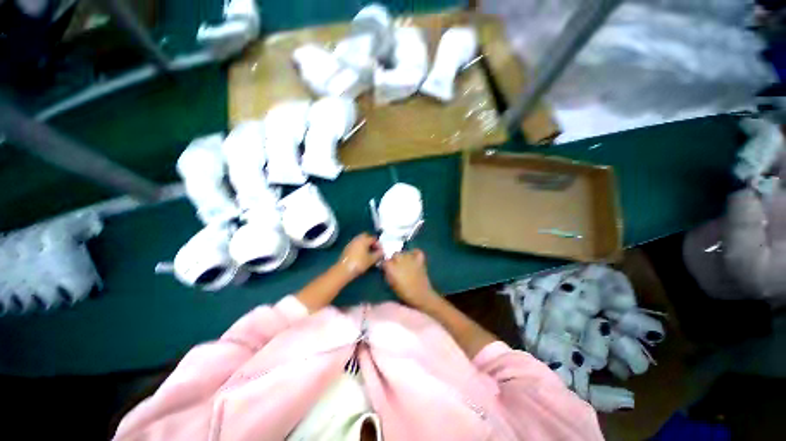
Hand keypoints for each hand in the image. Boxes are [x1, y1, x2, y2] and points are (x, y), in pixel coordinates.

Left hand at [339, 233, 383, 277]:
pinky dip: (360, 247)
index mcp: (364, 239)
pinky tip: (362, 255)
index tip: (381, 251)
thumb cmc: (359, 263)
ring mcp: (351, 242)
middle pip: (366, 236)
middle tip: (375, 249)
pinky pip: (356, 244)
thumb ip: (378, 254)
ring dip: (365, 244)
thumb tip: (382, 251)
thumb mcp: (371, 259)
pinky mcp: (347, 247)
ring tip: (369, 252)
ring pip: (361, 240)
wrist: (344, 269)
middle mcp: (357, 238)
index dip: (379, 244)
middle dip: (371, 242)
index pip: (374, 238)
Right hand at [382, 249, 438, 308]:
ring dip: (404, 257)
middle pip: (395, 255)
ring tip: (406, 264)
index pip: (385, 261)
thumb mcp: (391, 284)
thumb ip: (388, 273)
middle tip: (397, 267)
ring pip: (404, 252)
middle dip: (394, 260)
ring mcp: (410, 258)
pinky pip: (416, 251)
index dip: (386, 265)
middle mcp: (400, 260)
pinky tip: (413, 258)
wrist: (420, 295)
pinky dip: (414, 253)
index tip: (387, 269)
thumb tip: (386, 268)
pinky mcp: (419, 259)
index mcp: (391, 267)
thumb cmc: (404, 292)